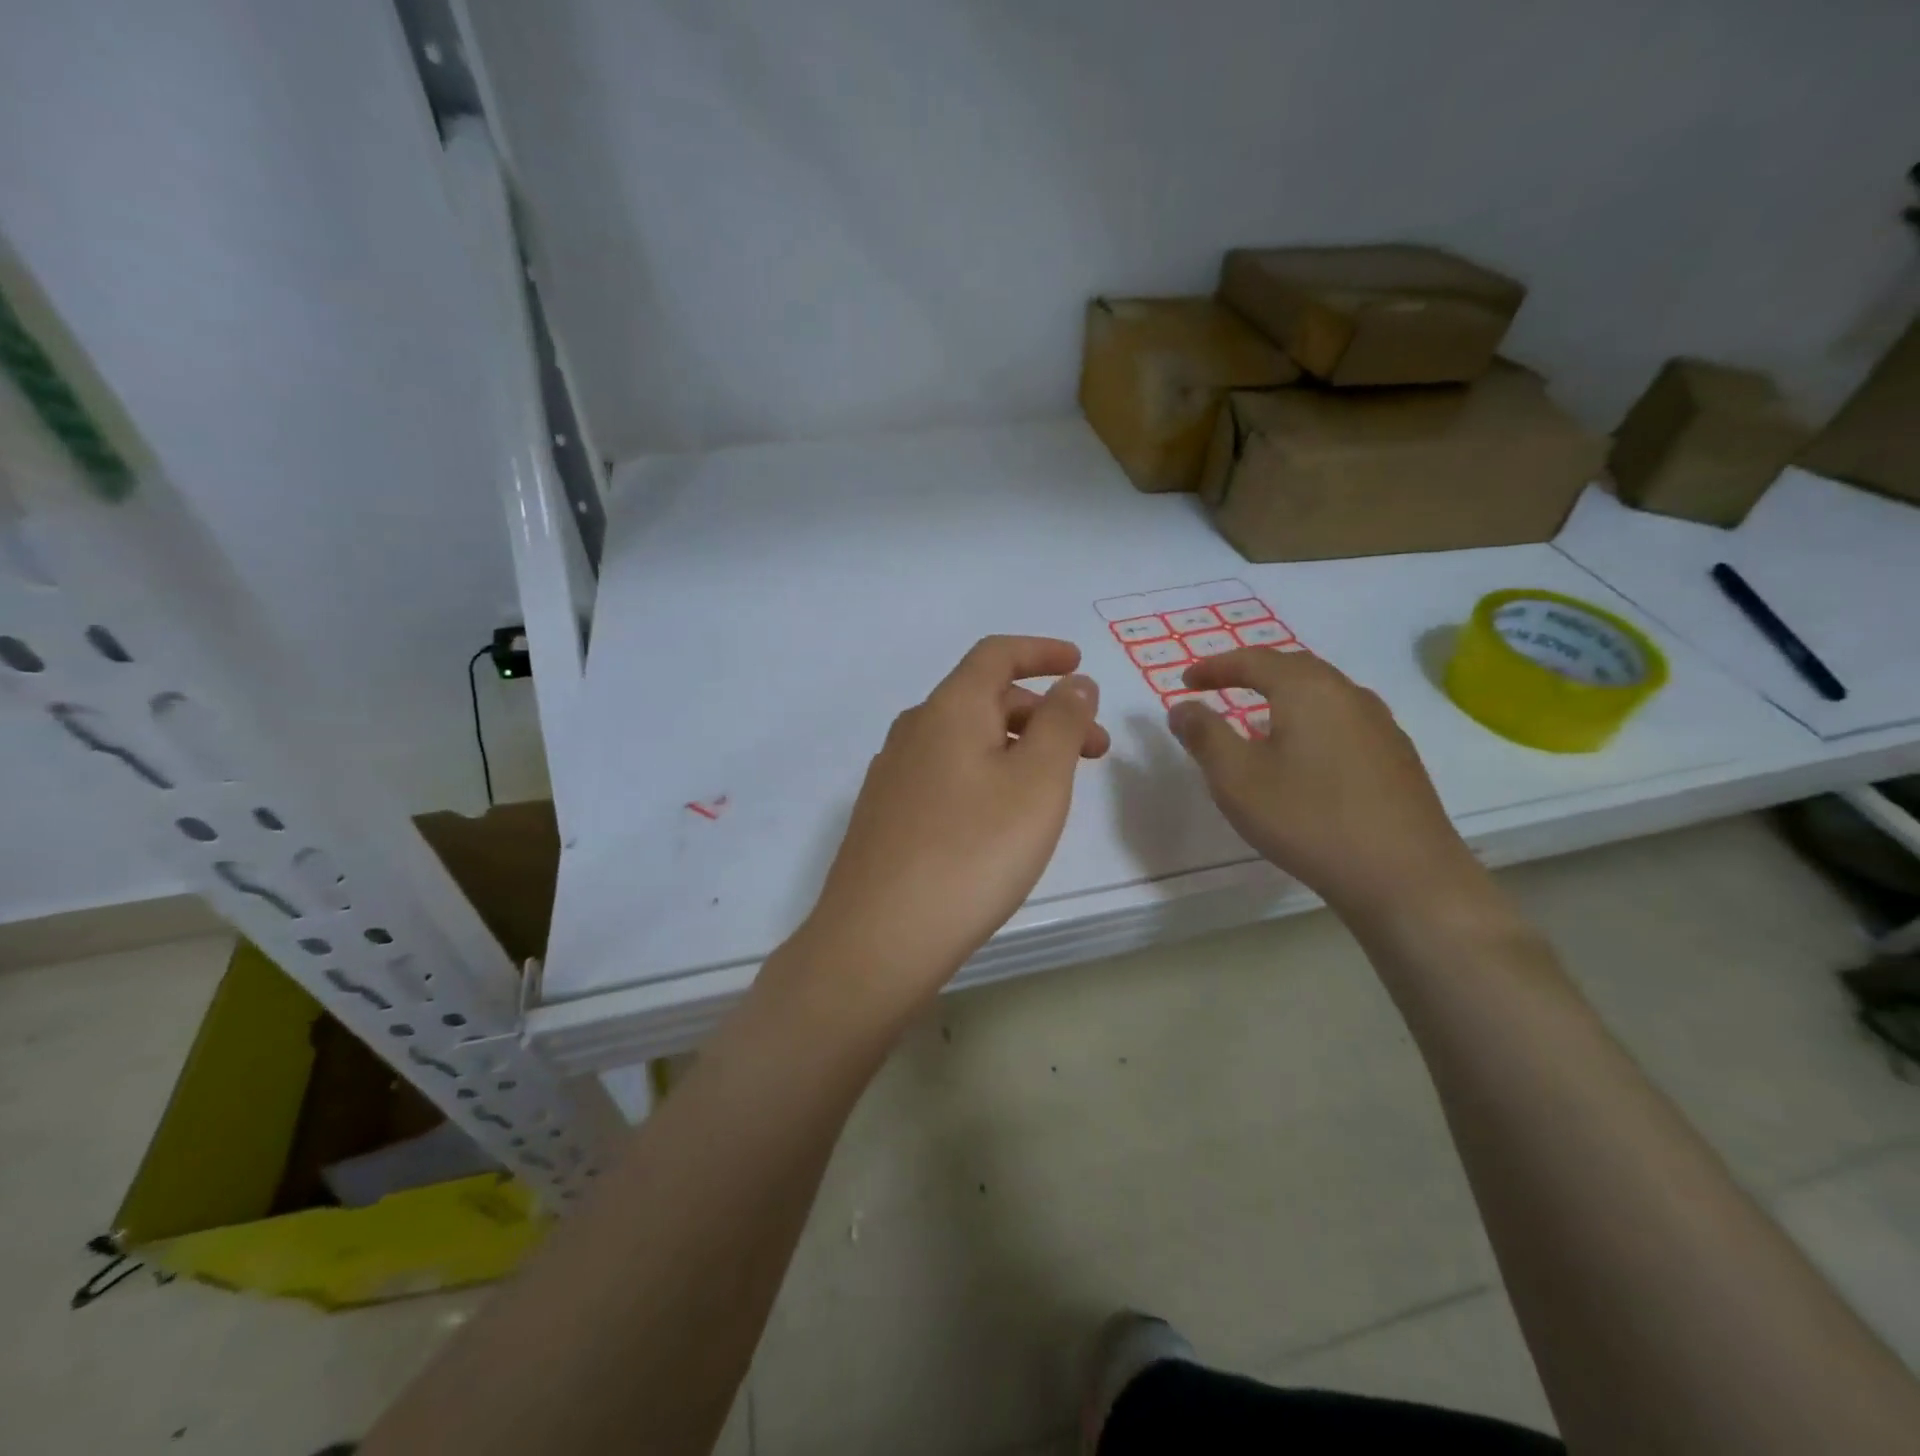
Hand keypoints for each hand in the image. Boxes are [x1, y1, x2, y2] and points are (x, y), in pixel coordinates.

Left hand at [801, 636, 1108, 1004]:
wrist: (880, 936)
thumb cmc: (973, 851)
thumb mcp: (1038, 782)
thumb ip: (1062, 723)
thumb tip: (1074, 683)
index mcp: (949, 709)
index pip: (996, 655)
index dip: (1041, 651)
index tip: (1078, 664)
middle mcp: (913, 730)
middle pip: (984, 699)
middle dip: (1044, 714)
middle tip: (1092, 751)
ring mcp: (892, 774)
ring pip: (965, 740)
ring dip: (1016, 747)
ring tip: (1052, 789)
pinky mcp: (885, 814)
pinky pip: (945, 773)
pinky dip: (985, 774)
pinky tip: (999, 818)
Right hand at [1167, 648, 1488, 925]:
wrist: (1405, 876)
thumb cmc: (1308, 819)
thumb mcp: (1237, 779)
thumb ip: (1204, 736)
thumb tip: (1183, 706)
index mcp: (1308, 690)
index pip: (1254, 661)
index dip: (1215, 667)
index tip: (1186, 681)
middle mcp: (1349, 695)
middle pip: (1294, 668)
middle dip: (1252, 673)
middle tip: (1220, 686)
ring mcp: (1381, 725)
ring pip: (1323, 694)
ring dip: (1285, 696)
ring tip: (1258, 717)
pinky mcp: (1397, 757)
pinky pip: (1343, 721)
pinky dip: (1311, 721)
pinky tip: (1304, 754)